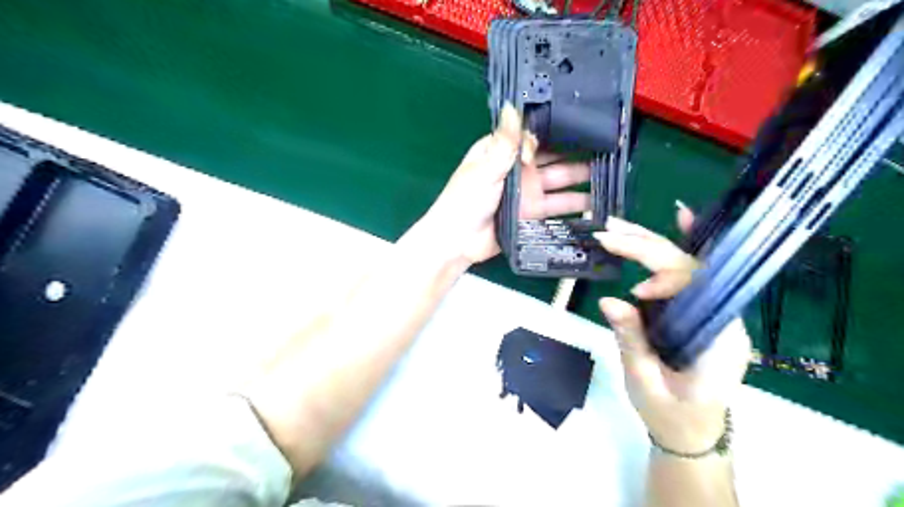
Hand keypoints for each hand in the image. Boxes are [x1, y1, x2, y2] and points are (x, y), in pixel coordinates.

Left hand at [412, 105, 594, 266]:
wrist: (457, 242)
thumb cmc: (466, 200)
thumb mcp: (485, 167)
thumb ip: (505, 142)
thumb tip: (512, 104)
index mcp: (504, 152)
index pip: (535, 135)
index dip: (558, 129)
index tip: (587, 121)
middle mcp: (519, 169)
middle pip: (553, 158)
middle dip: (578, 153)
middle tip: (609, 147)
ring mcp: (527, 192)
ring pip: (560, 181)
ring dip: (582, 178)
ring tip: (611, 172)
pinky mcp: (532, 214)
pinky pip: (557, 207)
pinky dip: (575, 205)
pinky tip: (597, 202)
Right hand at [598, 206, 753, 455]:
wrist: (690, 431)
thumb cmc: (672, 413)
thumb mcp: (645, 381)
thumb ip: (632, 340)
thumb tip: (609, 300)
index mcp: (719, 337)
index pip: (698, 289)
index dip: (666, 280)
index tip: (636, 293)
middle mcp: (721, 315)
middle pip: (689, 269)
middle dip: (649, 247)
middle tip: (610, 232)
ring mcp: (709, 310)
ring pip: (685, 265)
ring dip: (651, 242)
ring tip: (617, 227)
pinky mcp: (694, 310)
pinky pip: (688, 273)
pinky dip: (679, 246)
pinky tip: (679, 217)